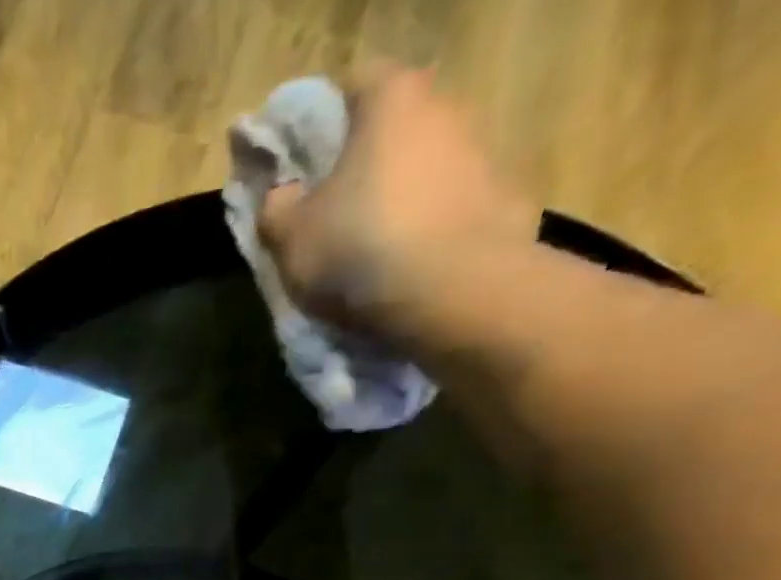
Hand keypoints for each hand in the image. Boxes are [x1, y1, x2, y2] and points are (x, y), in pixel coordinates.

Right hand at [259, 64, 537, 341]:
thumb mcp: (291, 238)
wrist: (451, 292)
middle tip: (335, 216)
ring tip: (374, 255)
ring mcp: (481, 151)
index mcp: (390, 100)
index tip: (307, 168)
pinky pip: (452, 210)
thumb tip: (282, 196)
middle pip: (395, 127)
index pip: (353, 85)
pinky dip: (431, 232)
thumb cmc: (358, 249)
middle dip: (366, 165)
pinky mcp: (502, 199)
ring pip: (425, 170)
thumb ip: (277, 209)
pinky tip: (410, 271)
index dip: (325, 124)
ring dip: (401, 201)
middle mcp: (444, 108)